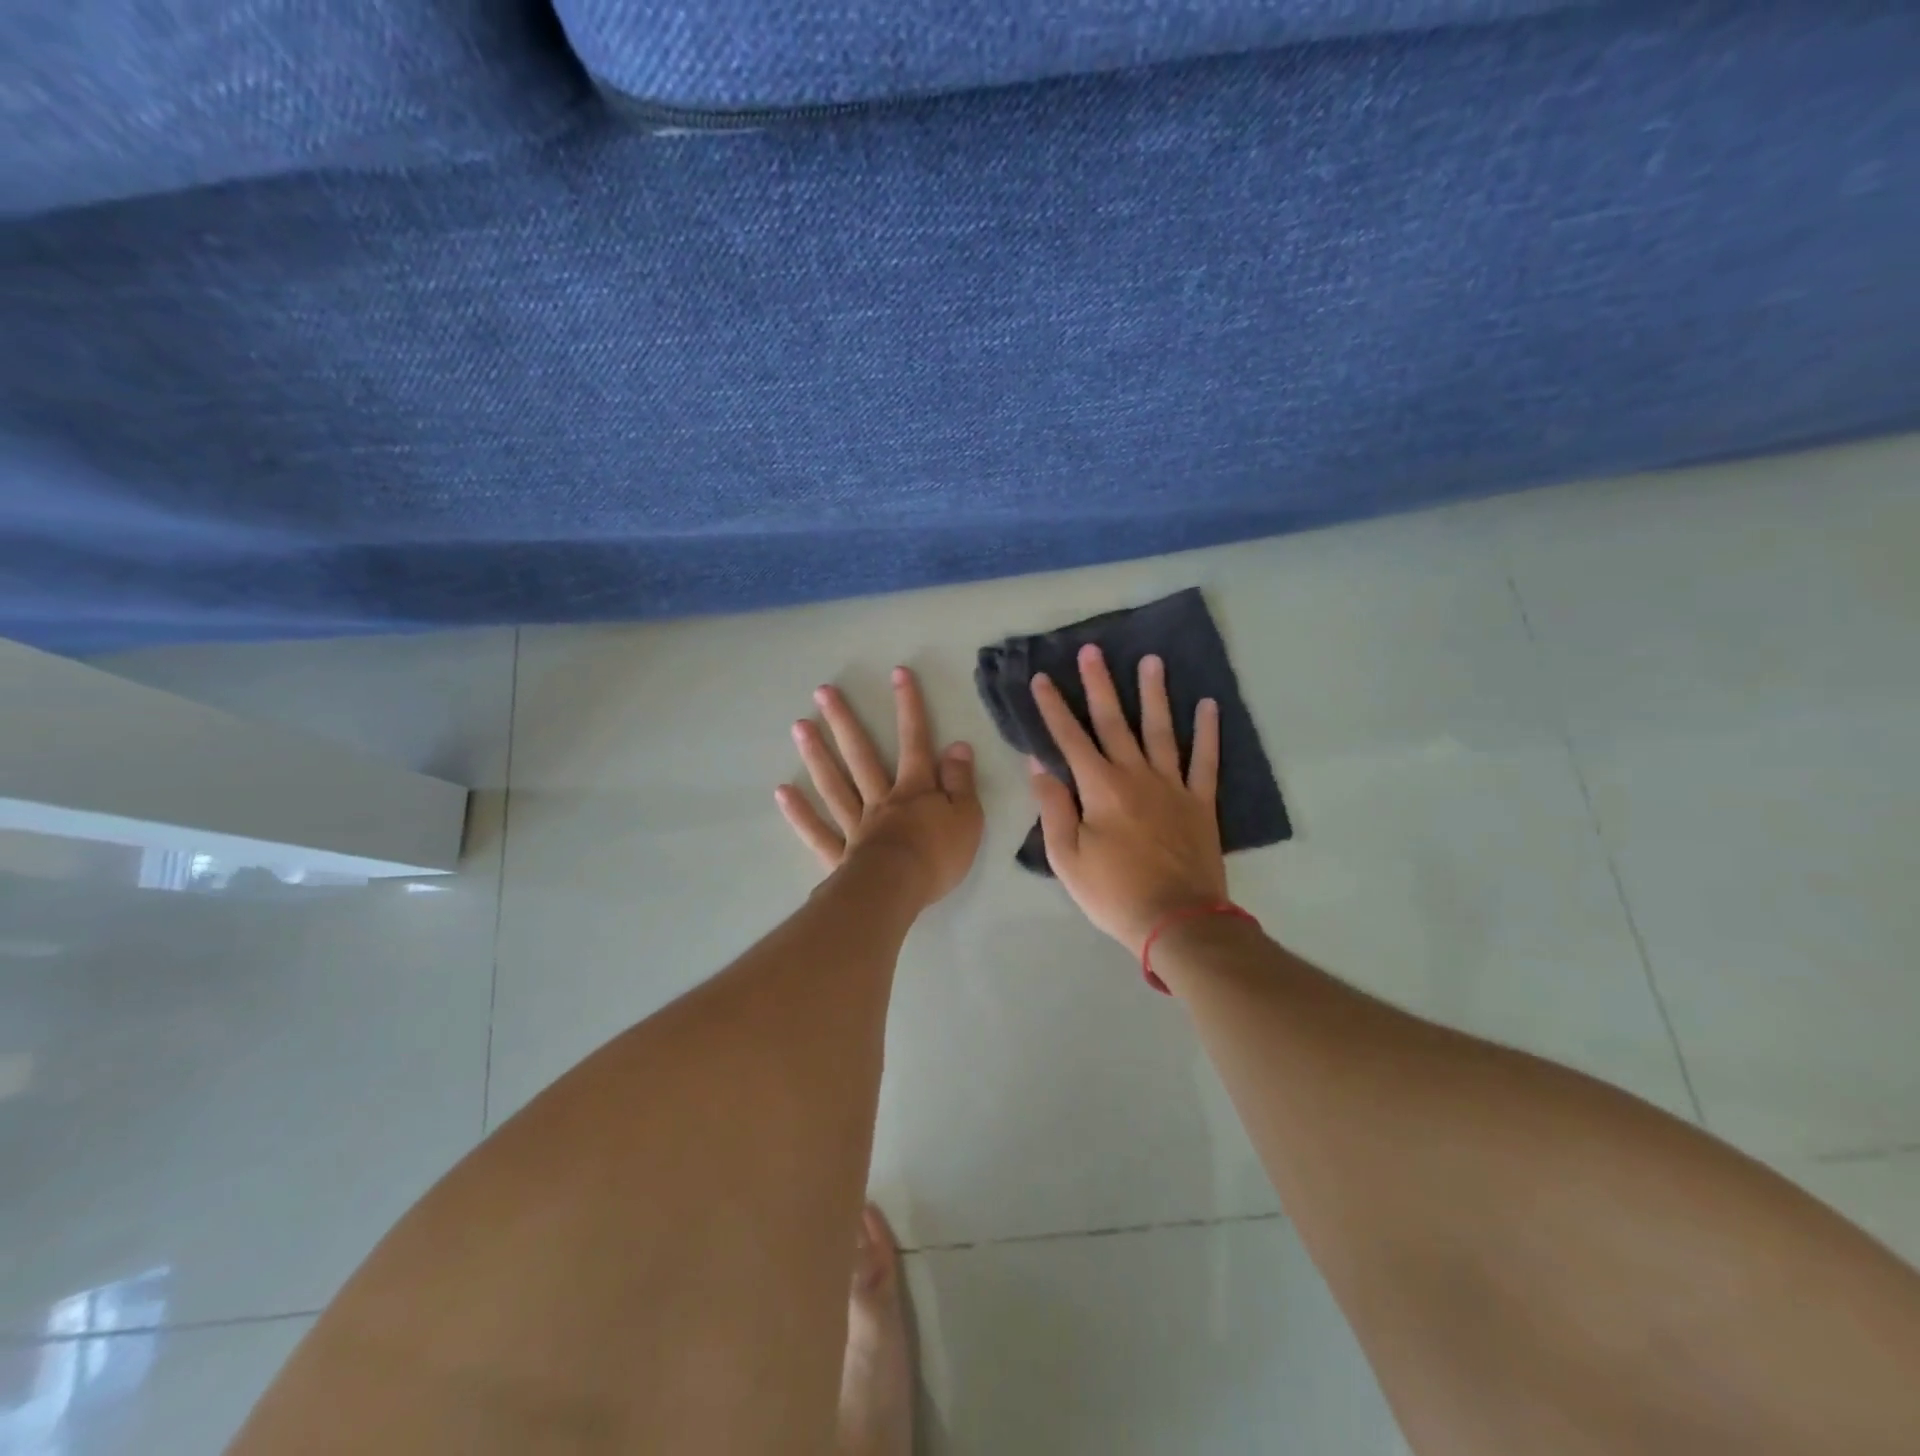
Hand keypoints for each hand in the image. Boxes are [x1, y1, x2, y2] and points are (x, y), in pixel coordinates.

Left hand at [776, 667, 983, 905]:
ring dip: (817, 755)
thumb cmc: (937, 855)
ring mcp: (856, 826)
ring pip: (834, 785)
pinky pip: (818, 831)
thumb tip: (957, 745)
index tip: (898, 673)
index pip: (914, 741)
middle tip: (822, 692)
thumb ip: (960, 781)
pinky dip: (800, 813)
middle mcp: (881, 799)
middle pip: (861, 755)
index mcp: (914, 790)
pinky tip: (783, 792)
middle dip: (844, 721)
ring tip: (799, 726)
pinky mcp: (839, 855)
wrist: (898, 892)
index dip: (909, 707)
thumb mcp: (966, 816)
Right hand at [1028, 646, 1225, 954]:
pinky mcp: (1200, 802)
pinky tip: (1209, 705)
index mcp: (1100, 788)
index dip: (1053, 707)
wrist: (1177, 921)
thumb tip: (1038, 764)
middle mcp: (1136, 775)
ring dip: (1155, 694)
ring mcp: (1173, 786)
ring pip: (1161, 730)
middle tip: (1093, 651)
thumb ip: (1054, 806)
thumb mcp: (1066, 856)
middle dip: (1099, 685)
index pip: (1070, 738)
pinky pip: (1206, 760)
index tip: (1041, 678)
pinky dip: (1208, 732)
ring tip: (1152, 660)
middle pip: (1115, 722)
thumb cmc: (1112, 892)